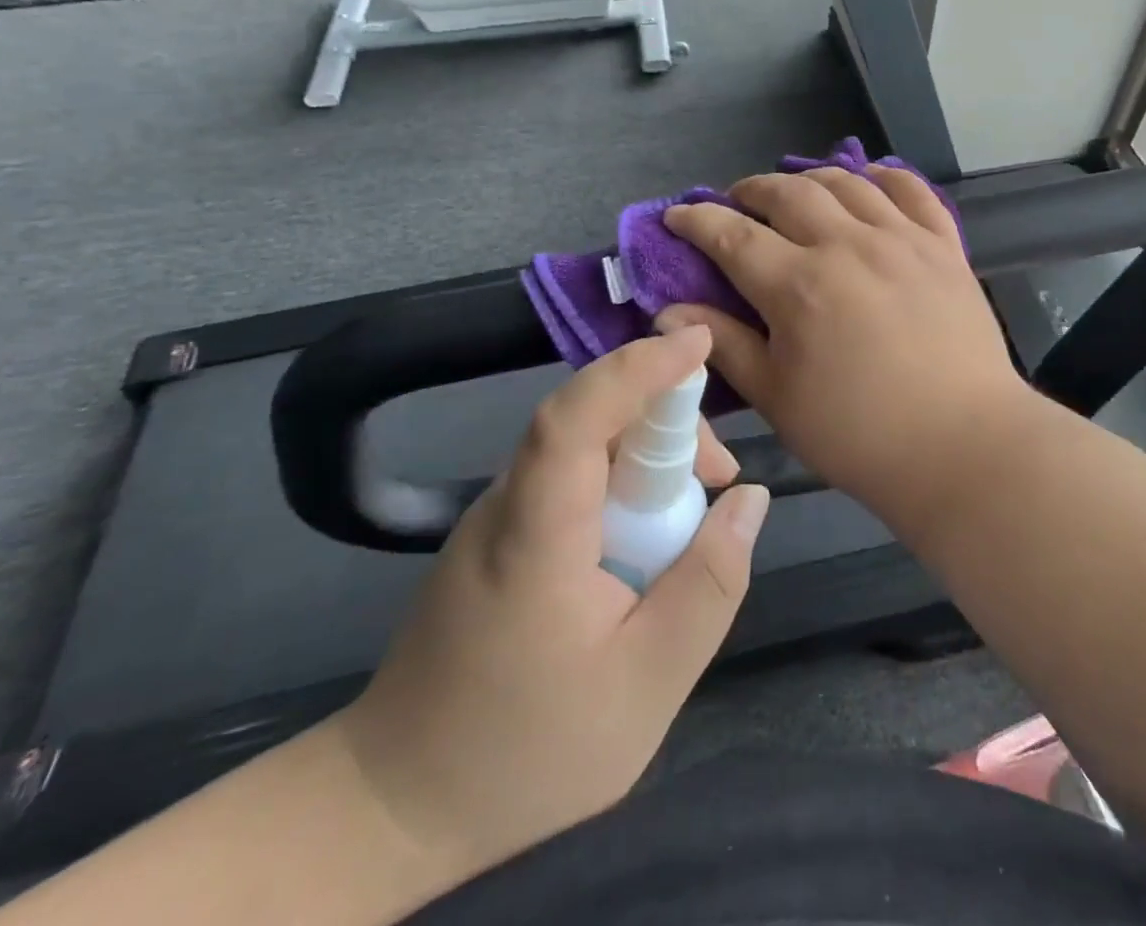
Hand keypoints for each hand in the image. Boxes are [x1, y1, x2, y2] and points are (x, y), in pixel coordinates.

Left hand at [332, 327, 769, 885]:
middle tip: (720, 478)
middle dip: (668, 421)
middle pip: (590, 420)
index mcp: (535, 534)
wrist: (396, 804)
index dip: (637, 368)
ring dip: (649, 453)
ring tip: (696, 510)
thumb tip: (750, 498)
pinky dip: (623, 480)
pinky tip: (648, 535)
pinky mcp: (499, 534)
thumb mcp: (648, 683)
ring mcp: (497, 516)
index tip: (698, 341)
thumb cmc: (527, 751)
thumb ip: (709, 583)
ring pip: (585, 445)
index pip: (575, 416)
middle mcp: (508, 503)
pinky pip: (572, 476)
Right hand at [657, 166, 1034, 508]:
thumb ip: (725, 345)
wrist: (963, 445)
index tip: (677, 215)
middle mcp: (847, 245)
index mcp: (798, 285)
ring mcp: (902, 239)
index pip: (732, 234)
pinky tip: (869, 180)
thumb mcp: (778, 398)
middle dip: (750, 190)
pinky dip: (884, 176)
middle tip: (737, 202)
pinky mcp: (944, 246)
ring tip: (795, 191)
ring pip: (846, 182)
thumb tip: (670, 311)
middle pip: (787, 193)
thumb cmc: (859, 434)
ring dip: (809, 178)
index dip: (697, 219)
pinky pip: (912, 190)